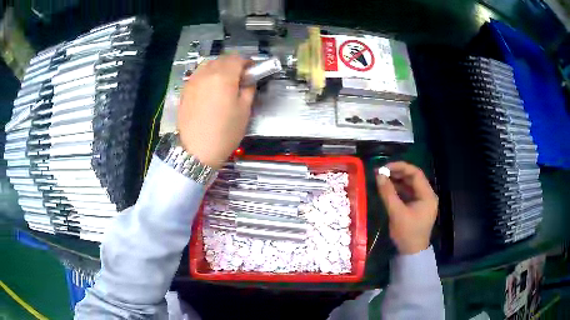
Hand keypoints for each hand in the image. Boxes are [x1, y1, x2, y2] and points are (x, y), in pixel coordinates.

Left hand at [177, 55, 255, 169]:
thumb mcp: (244, 111)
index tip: (251, 72)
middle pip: (222, 59)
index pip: (237, 58)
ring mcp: (193, 81)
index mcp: (223, 76)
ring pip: (208, 65)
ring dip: (218, 69)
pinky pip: (198, 75)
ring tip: (223, 84)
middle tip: (239, 79)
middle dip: (233, 65)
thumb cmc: (224, 132)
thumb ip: (248, 89)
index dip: (247, 63)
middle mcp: (206, 73)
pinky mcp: (185, 90)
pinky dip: (207, 77)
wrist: (196, 151)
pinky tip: (210, 91)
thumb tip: (248, 80)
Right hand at [376, 162, 437, 254]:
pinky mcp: (418, 207)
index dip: (400, 167)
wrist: (412, 253)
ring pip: (411, 185)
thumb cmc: (407, 233)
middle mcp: (428, 195)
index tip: (385, 167)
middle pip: (414, 178)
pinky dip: (399, 189)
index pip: (416, 174)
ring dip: (398, 181)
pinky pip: (409, 193)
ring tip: (383, 178)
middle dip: (398, 173)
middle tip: (382, 172)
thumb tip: (379, 175)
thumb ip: (388, 193)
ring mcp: (423, 201)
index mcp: (427, 195)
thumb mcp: (397, 213)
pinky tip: (388, 188)